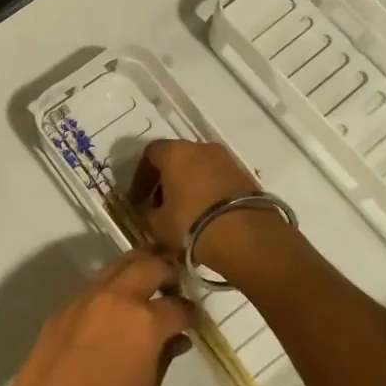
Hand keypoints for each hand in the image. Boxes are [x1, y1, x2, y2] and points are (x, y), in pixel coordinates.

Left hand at [0, 251, 194, 385]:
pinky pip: (92, 289)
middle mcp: (114, 299)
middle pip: (146, 264)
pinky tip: (112, 314)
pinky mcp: (61, 311)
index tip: (195, 319)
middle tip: (174, 285)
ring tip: (146, 289)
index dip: (191, 313)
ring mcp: (83, 300)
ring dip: (135, 271)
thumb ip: (163, 358)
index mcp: (143, 321)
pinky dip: (109, 292)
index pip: (177, 305)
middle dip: (165, 270)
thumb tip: (176, 340)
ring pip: (115, 267)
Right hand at [129, 138, 259, 252]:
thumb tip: (148, 210)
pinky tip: (207, 214)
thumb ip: (147, 213)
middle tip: (161, 205)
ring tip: (185, 212)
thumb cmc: (192, 224)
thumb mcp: (158, 224)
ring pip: (199, 167)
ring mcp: (227, 160)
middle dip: (166, 179)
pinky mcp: (245, 176)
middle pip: (176, 158)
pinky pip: (218, 179)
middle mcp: (201, 148)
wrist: (247, 237)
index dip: (141, 177)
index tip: (138, 199)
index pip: (150, 154)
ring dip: (189, 185)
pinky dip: (209, 191)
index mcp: (175, 152)